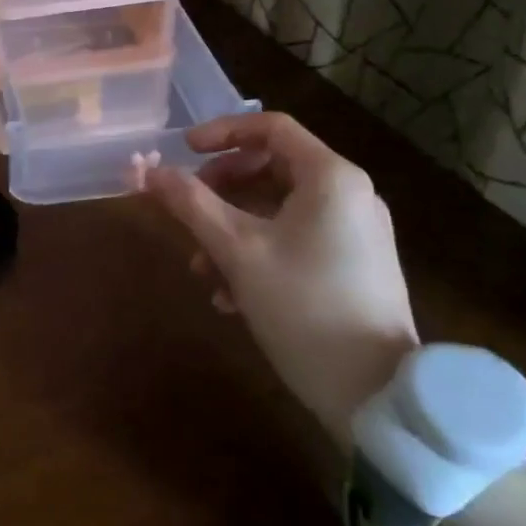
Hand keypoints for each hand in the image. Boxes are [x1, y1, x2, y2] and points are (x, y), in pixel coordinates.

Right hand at [146, 112, 417, 444]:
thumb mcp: (237, 251)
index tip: (183, 150)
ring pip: (280, 209)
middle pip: (272, 168)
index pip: (270, 127)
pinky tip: (232, 296)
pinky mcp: (356, 267)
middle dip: (221, 190)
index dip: (221, 132)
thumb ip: (190, 204)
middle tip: (188, 213)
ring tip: (203, 271)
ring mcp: (357, 233)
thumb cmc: (304, 308)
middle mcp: (350, 195)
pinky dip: (260, 252)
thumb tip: (147, 170)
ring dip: (233, 229)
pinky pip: (298, 239)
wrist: (378, 398)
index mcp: (331, 177)